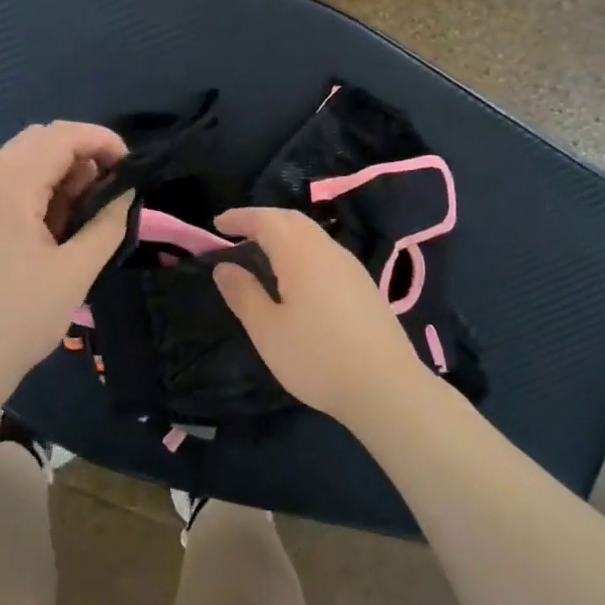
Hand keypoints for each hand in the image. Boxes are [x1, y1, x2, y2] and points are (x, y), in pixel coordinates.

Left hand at [0, 121, 132, 402]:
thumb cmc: (19, 320)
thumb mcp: (74, 273)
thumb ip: (107, 225)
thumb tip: (127, 193)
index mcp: (7, 189)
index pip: (59, 136)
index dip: (101, 140)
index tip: (132, 164)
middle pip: (38, 139)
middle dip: (81, 151)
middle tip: (112, 185)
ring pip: (21, 160)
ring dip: (60, 169)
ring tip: (89, 205)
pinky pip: (7, 184)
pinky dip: (38, 187)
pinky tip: (58, 220)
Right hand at [211, 206, 433, 421]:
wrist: (387, 387)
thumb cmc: (318, 358)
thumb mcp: (268, 331)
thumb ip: (244, 294)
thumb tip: (224, 267)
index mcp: (301, 254)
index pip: (267, 220)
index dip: (241, 217)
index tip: (217, 224)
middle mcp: (328, 251)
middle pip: (292, 220)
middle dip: (262, 219)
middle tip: (237, 232)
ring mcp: (351, 267)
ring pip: (312, 234)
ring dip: (284, 233)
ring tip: (262, 251)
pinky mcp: (363, 285)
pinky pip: (325, 252)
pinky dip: (301, 249)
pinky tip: (295, 275)